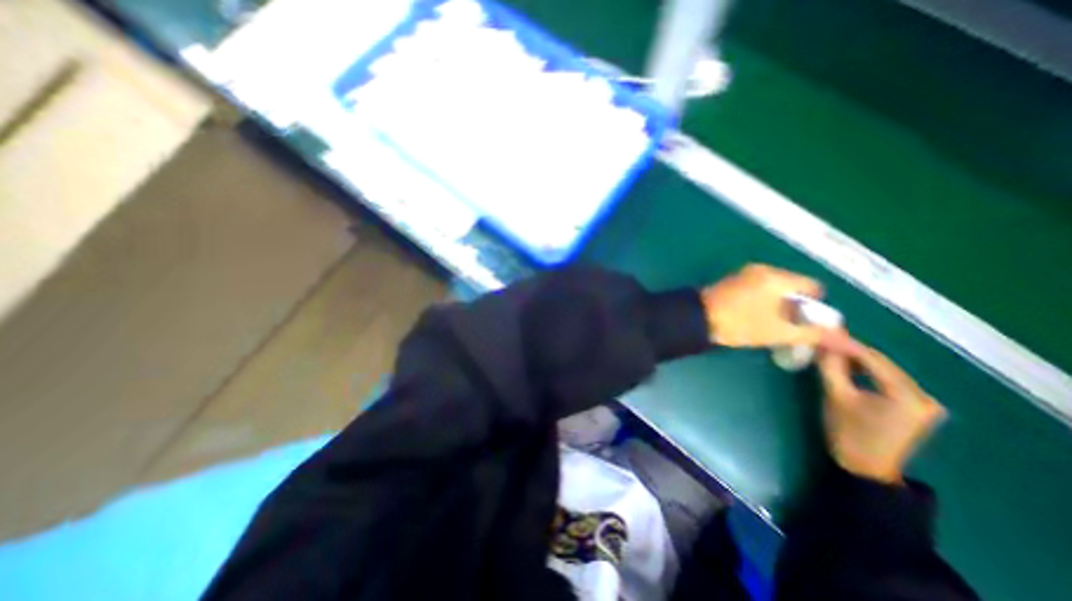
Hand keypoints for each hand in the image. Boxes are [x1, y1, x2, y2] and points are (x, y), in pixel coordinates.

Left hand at [706, 264, 827, 346]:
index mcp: (776, 277)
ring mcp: (743, 273)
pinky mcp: (731, 280)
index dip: (816, 307)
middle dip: (796, 306)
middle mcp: (762, 269)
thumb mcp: (778, 332)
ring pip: (774, 288)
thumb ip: (813, 333)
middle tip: (789, 326)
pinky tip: (754, 316)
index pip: (813, 286)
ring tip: (770, 324)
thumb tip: (843, 338)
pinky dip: (762, 300)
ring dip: (778, 304)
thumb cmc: (739, 323)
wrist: (696, 319)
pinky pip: (757, 288)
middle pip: (793, 286)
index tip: (807, 324)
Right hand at [818, 334, 940, 482]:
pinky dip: (868, 372)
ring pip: (885, 370)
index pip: (874, 360)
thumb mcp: (835, 396)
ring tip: (833, 353)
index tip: (824, 333)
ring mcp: (925, 403)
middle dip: (852, 351)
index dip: (847, 344)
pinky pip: (889, 380)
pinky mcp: (917, 407)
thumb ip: (831, 367)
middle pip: (883, 364)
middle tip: (826, 341)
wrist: (865, 467)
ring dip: (859, 361)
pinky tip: (850, 369)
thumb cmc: (848, 433)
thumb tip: (823, 343)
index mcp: (908, 397)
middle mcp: (925, 397)